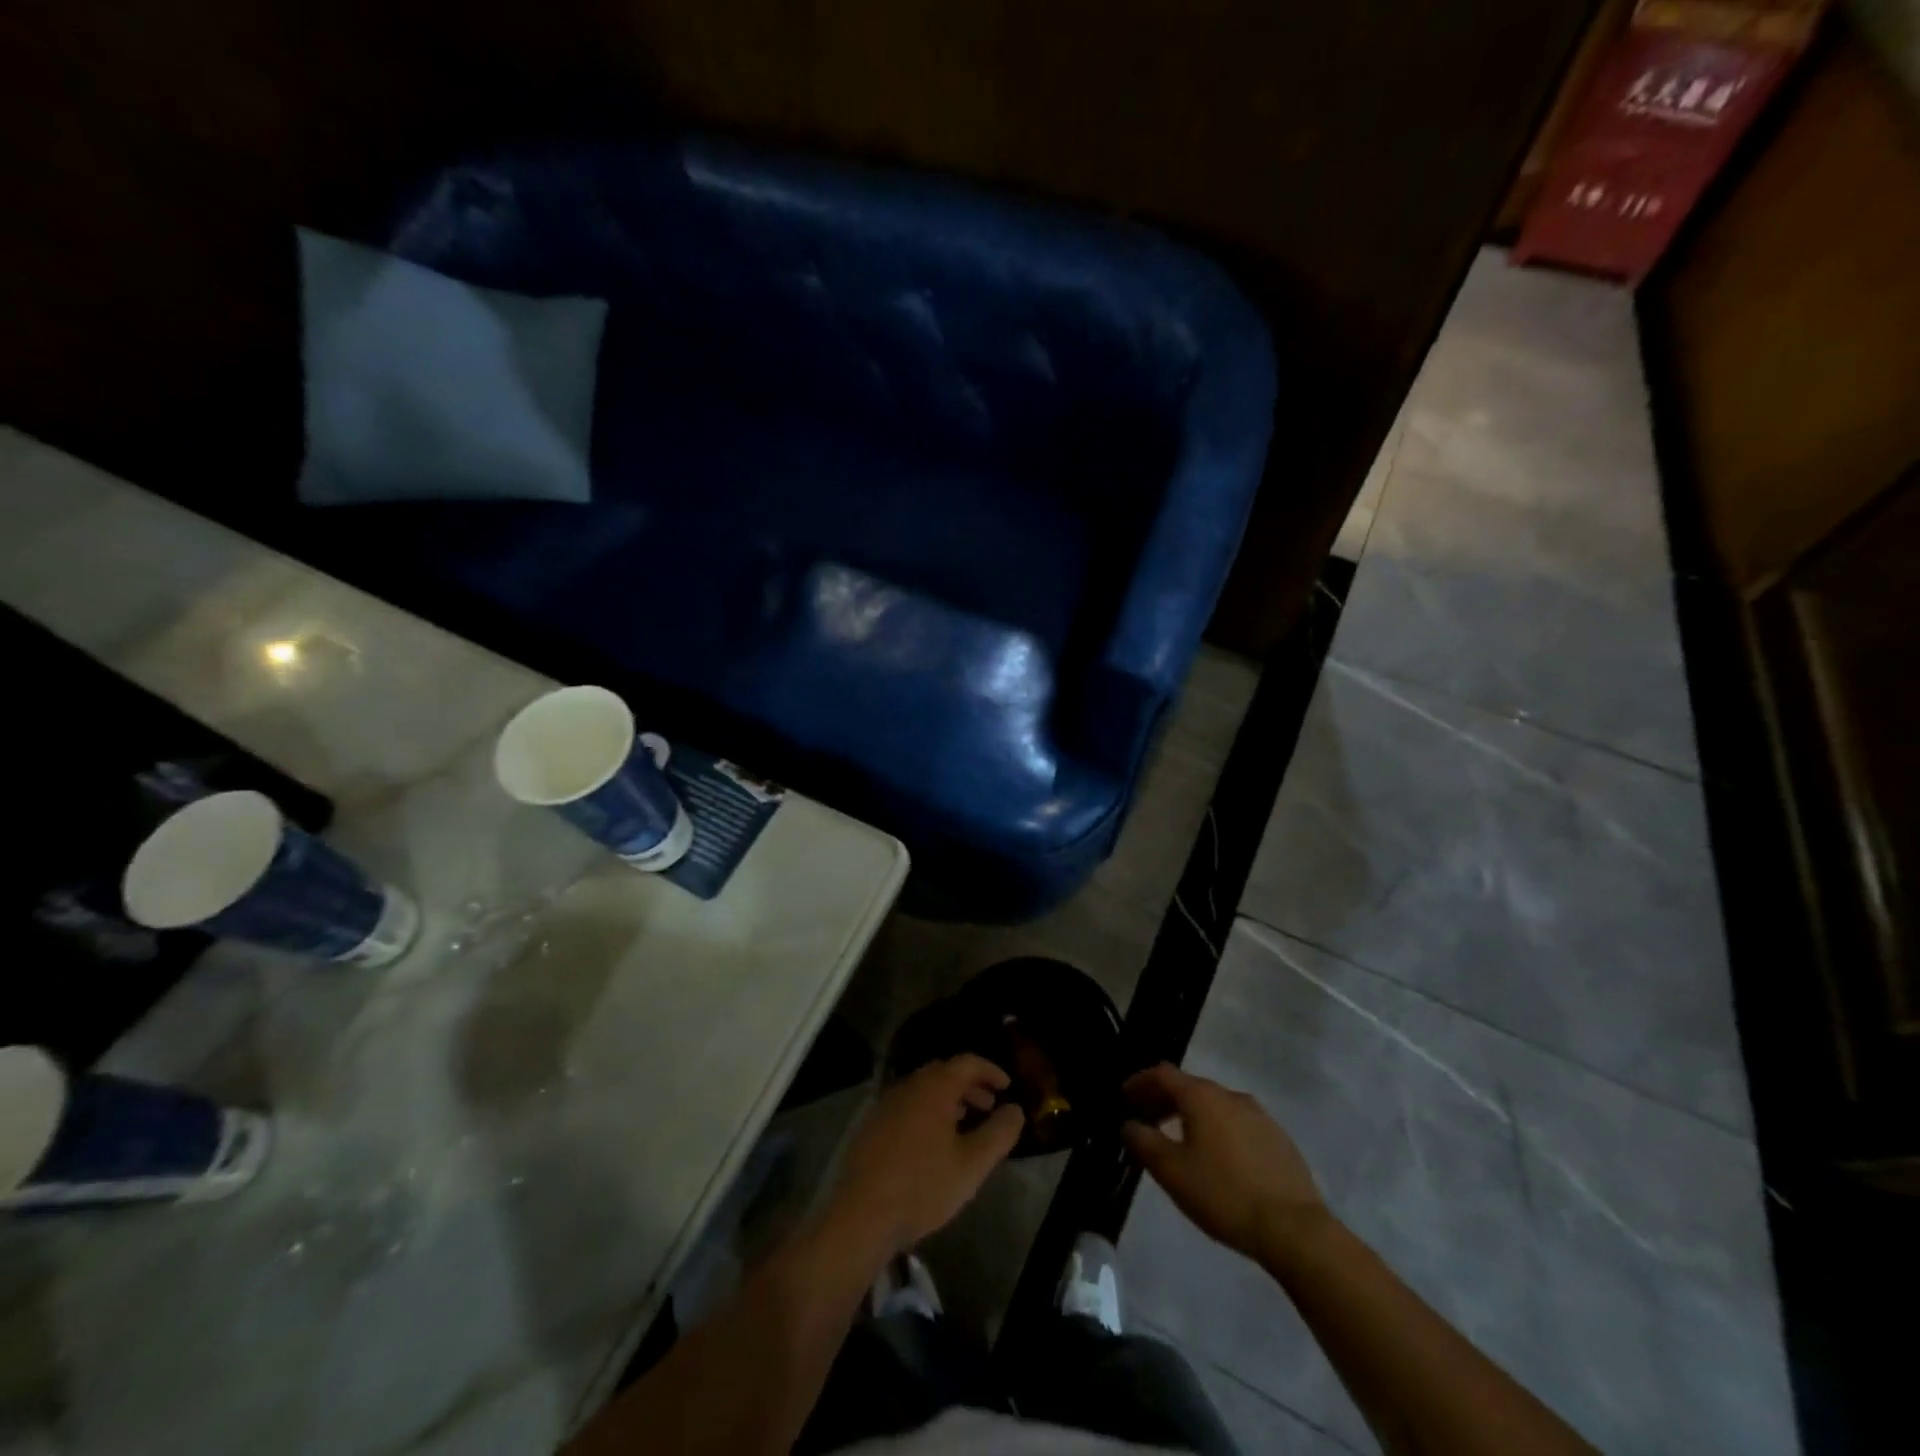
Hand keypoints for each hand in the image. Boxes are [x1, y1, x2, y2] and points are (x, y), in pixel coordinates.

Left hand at [827, 1055, 1025, 1255]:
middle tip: (989, 1106)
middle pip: (944, 1073)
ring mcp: (886, 1104)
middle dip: (970, 1086)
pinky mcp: (871, 1126)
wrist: (860, 1215)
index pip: (967, 1062)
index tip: (1007, 1086)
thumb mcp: (972, 1165)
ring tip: (964, 1126)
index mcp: (934, 1088)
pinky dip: (927, 1112)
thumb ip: (999, 1133)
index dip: (990, 1070)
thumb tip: (1015, 1109)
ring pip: (924, 1090)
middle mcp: (908, 1086)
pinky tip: (932, 1144)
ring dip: (948, 1100)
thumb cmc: (922, 1186)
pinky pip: (907, 1106)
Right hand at [1122, 1063, 1328, 1264]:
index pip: (1163, 1074)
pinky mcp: (1278, 1139)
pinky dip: (1218, 1130)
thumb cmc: (1224, 1194)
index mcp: (1202, 1096)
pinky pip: (1237, 1124)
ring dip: (1192, 1115)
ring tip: (1180, 1140)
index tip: (1125, 1096)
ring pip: (1215, 1105)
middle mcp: (1230, 1095)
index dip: (1140, 1082)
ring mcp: (1259, 1116)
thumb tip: (1130, 1125)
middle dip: (1164, 1099)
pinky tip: (1217, 1158)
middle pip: (1189, 1087)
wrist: (1294, 1229)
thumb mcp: (1172, 1172)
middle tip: (1147, 1120)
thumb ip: (1144, 1142)